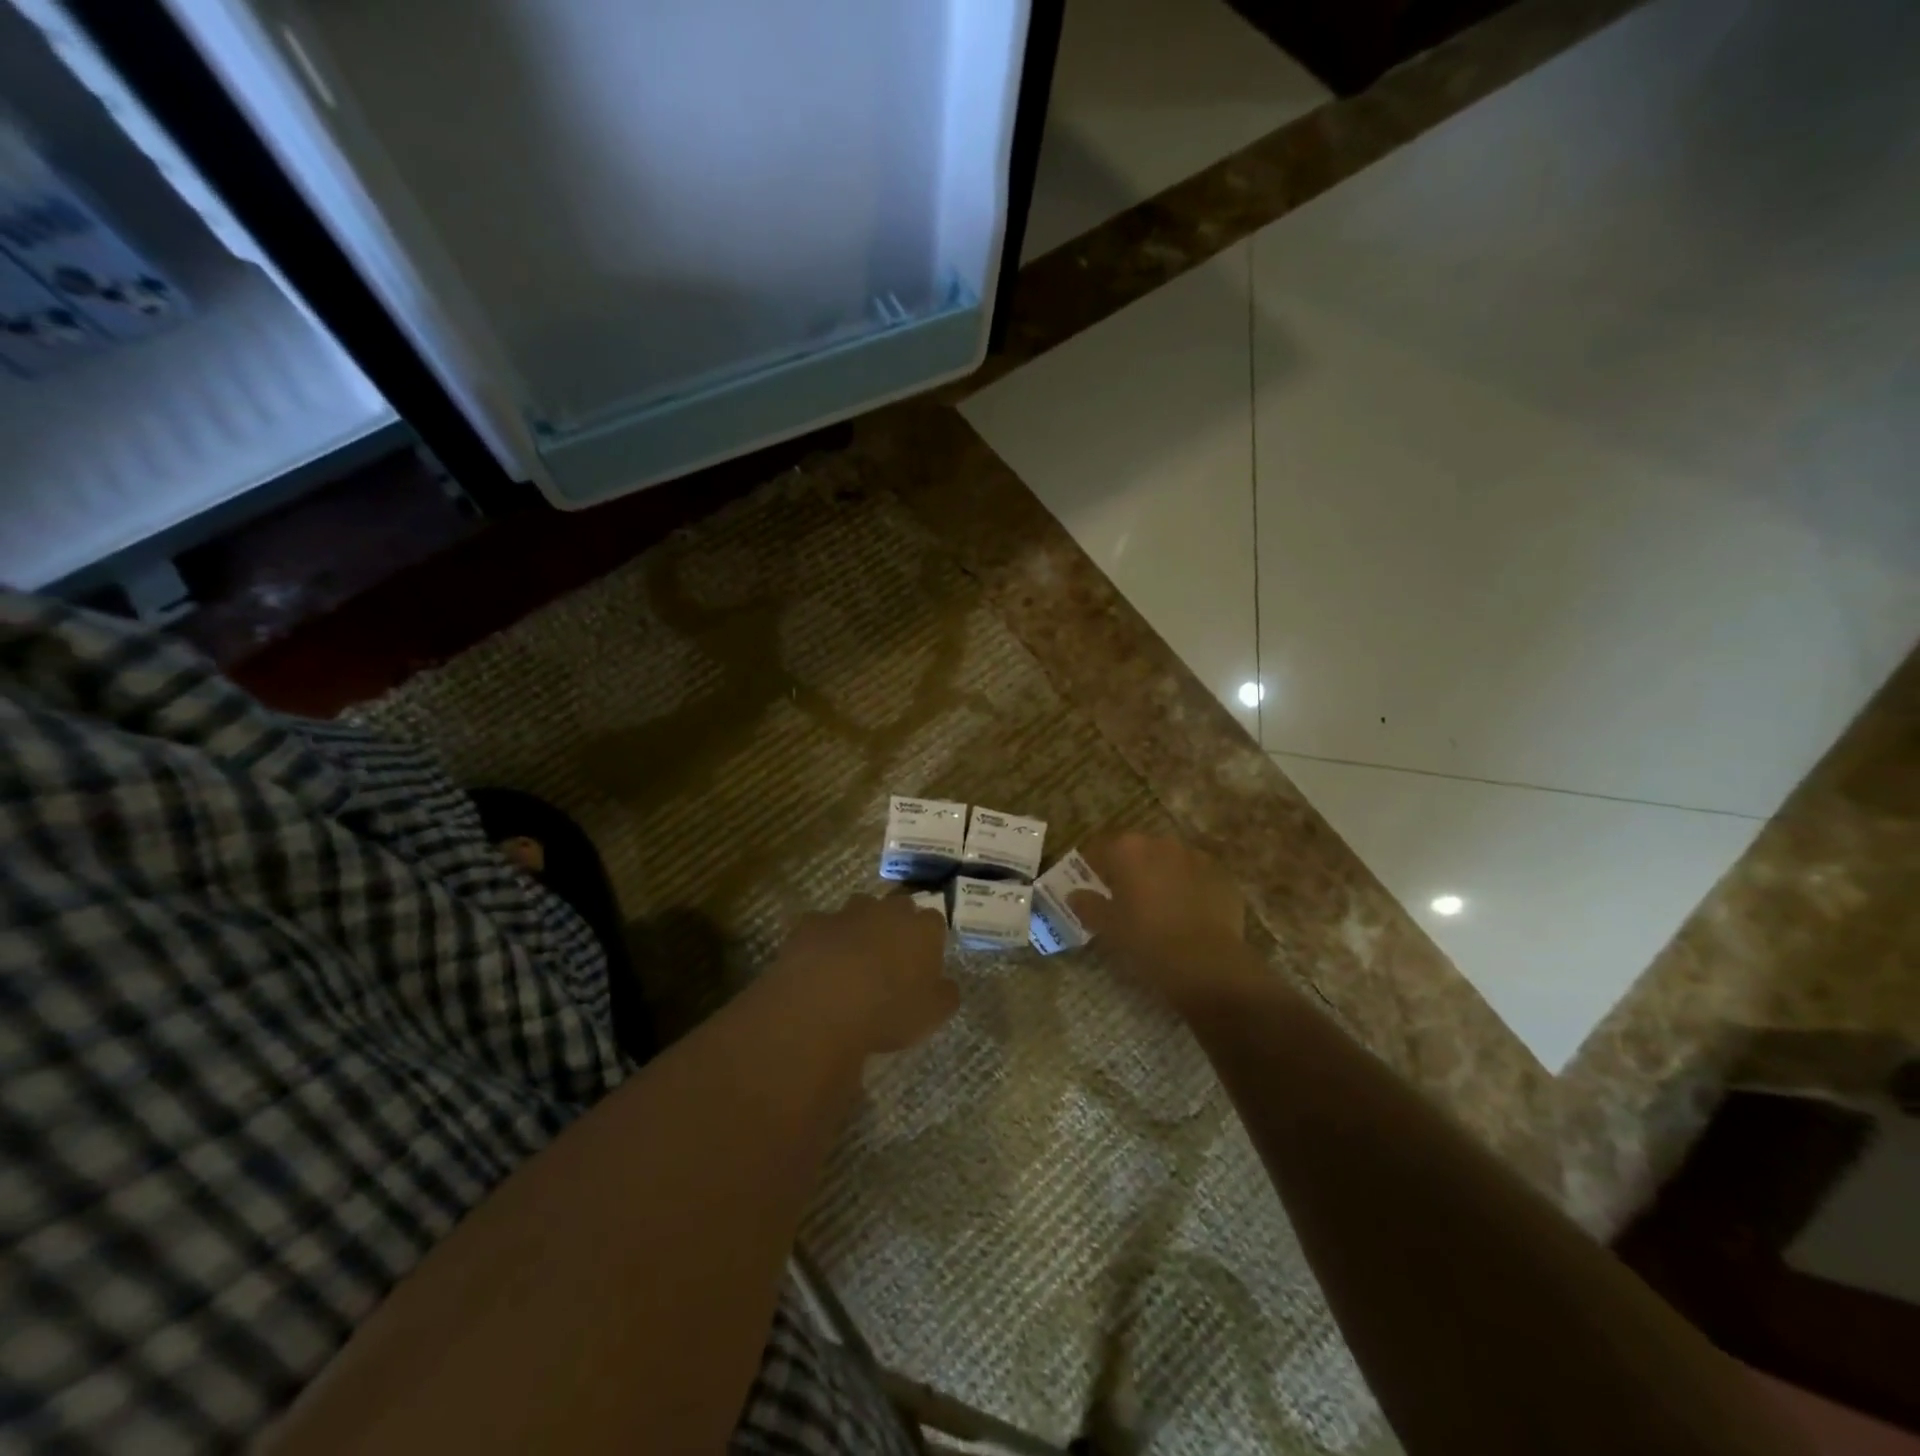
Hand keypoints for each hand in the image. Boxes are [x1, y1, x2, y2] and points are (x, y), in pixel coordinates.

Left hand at [769, 893, 958, 1055]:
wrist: (820, 1008)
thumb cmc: (886, 1012)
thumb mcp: (932, 1016)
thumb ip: (946, 995)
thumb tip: (947, 985)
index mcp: (922, 928)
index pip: (934, 922)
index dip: (929, 942)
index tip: (922, 964)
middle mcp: (886, 910)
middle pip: (897, 908)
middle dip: (895, 927)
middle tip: (889, 961)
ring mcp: (846, 913)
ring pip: (858, 911)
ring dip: (859, 929)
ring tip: (852, 963)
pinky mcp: (811, 923)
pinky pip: (821, 927)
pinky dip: (823, 941)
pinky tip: (818, 967)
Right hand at [1072, 833, 1254, 1011]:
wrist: (1207, 962)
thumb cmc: (1147, 940)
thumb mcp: (1108, 927)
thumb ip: (1088, 905)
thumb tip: (1075, 895)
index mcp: (1128, 850)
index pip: (1102, 847)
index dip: (1095, 864)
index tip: (1093, 882)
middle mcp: (1162, 844)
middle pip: (1139, 850)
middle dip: (1131, 868)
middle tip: (1126, 896)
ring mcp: (1196, 857)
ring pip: (1170, 861)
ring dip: (1162, 875)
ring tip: (1160, 906)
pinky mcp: (1223, 876)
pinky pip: (1198, 876)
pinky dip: (1190, 887)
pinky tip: (1189, 913)